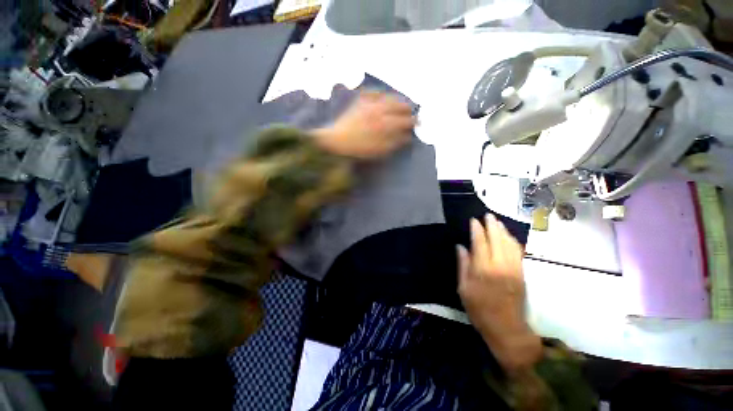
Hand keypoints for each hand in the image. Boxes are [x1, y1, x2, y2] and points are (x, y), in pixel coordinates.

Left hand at [314, 92, 415, 158]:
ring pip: (387, 97)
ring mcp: (368, 104)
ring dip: (397, 99)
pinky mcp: (359, 103)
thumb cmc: (359, 149)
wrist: (337, 141)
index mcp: (384, 124)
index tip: (418, 122)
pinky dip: (379, 92)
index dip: (412, 121)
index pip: (403, 120)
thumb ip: (394, 143)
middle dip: (407, 108)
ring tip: (401, 102)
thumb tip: (407, 137)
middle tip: (412, 111)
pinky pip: (371, 93)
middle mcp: (379, 110)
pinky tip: (382, 94)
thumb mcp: (379, 150)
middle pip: (397, 105)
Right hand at [457, 214, 541, 373]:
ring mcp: (514, 268)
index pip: (480, 242)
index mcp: (483, 269)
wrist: (507, 328)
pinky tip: (508, 236)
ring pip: (509, 243)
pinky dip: (513, 241)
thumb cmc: (480, 310)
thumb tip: (461, 247)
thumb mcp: (464, 289)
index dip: (477, 230)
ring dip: (503, 231)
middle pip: (497, 239)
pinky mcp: (521, 273)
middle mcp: (500, 265)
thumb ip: (463, 265)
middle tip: (487, 215)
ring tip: (497, 222)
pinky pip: (518, 252)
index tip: (473, 220)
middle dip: (492, 225)